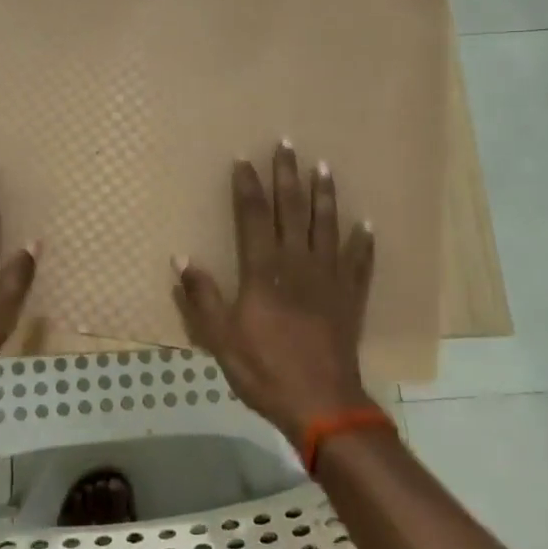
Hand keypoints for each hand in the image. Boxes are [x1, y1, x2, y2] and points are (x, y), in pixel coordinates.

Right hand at [172, 141, 375, 447]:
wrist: (321, 403)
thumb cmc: (265, 370)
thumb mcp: (221, 338)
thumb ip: (202, 297)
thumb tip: (181, 258)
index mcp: (264, 271)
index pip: (254, 218)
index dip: (248, 187)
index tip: (243, 159)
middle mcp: (298, 264)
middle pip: (292, 211)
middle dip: (287, 176)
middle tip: (287, 144)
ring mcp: (329, 279)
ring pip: (327, 226)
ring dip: (325, 196)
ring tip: (324, 167)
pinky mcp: (350, 297)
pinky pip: (359, 262)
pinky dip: (363, 242)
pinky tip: (366, 223)